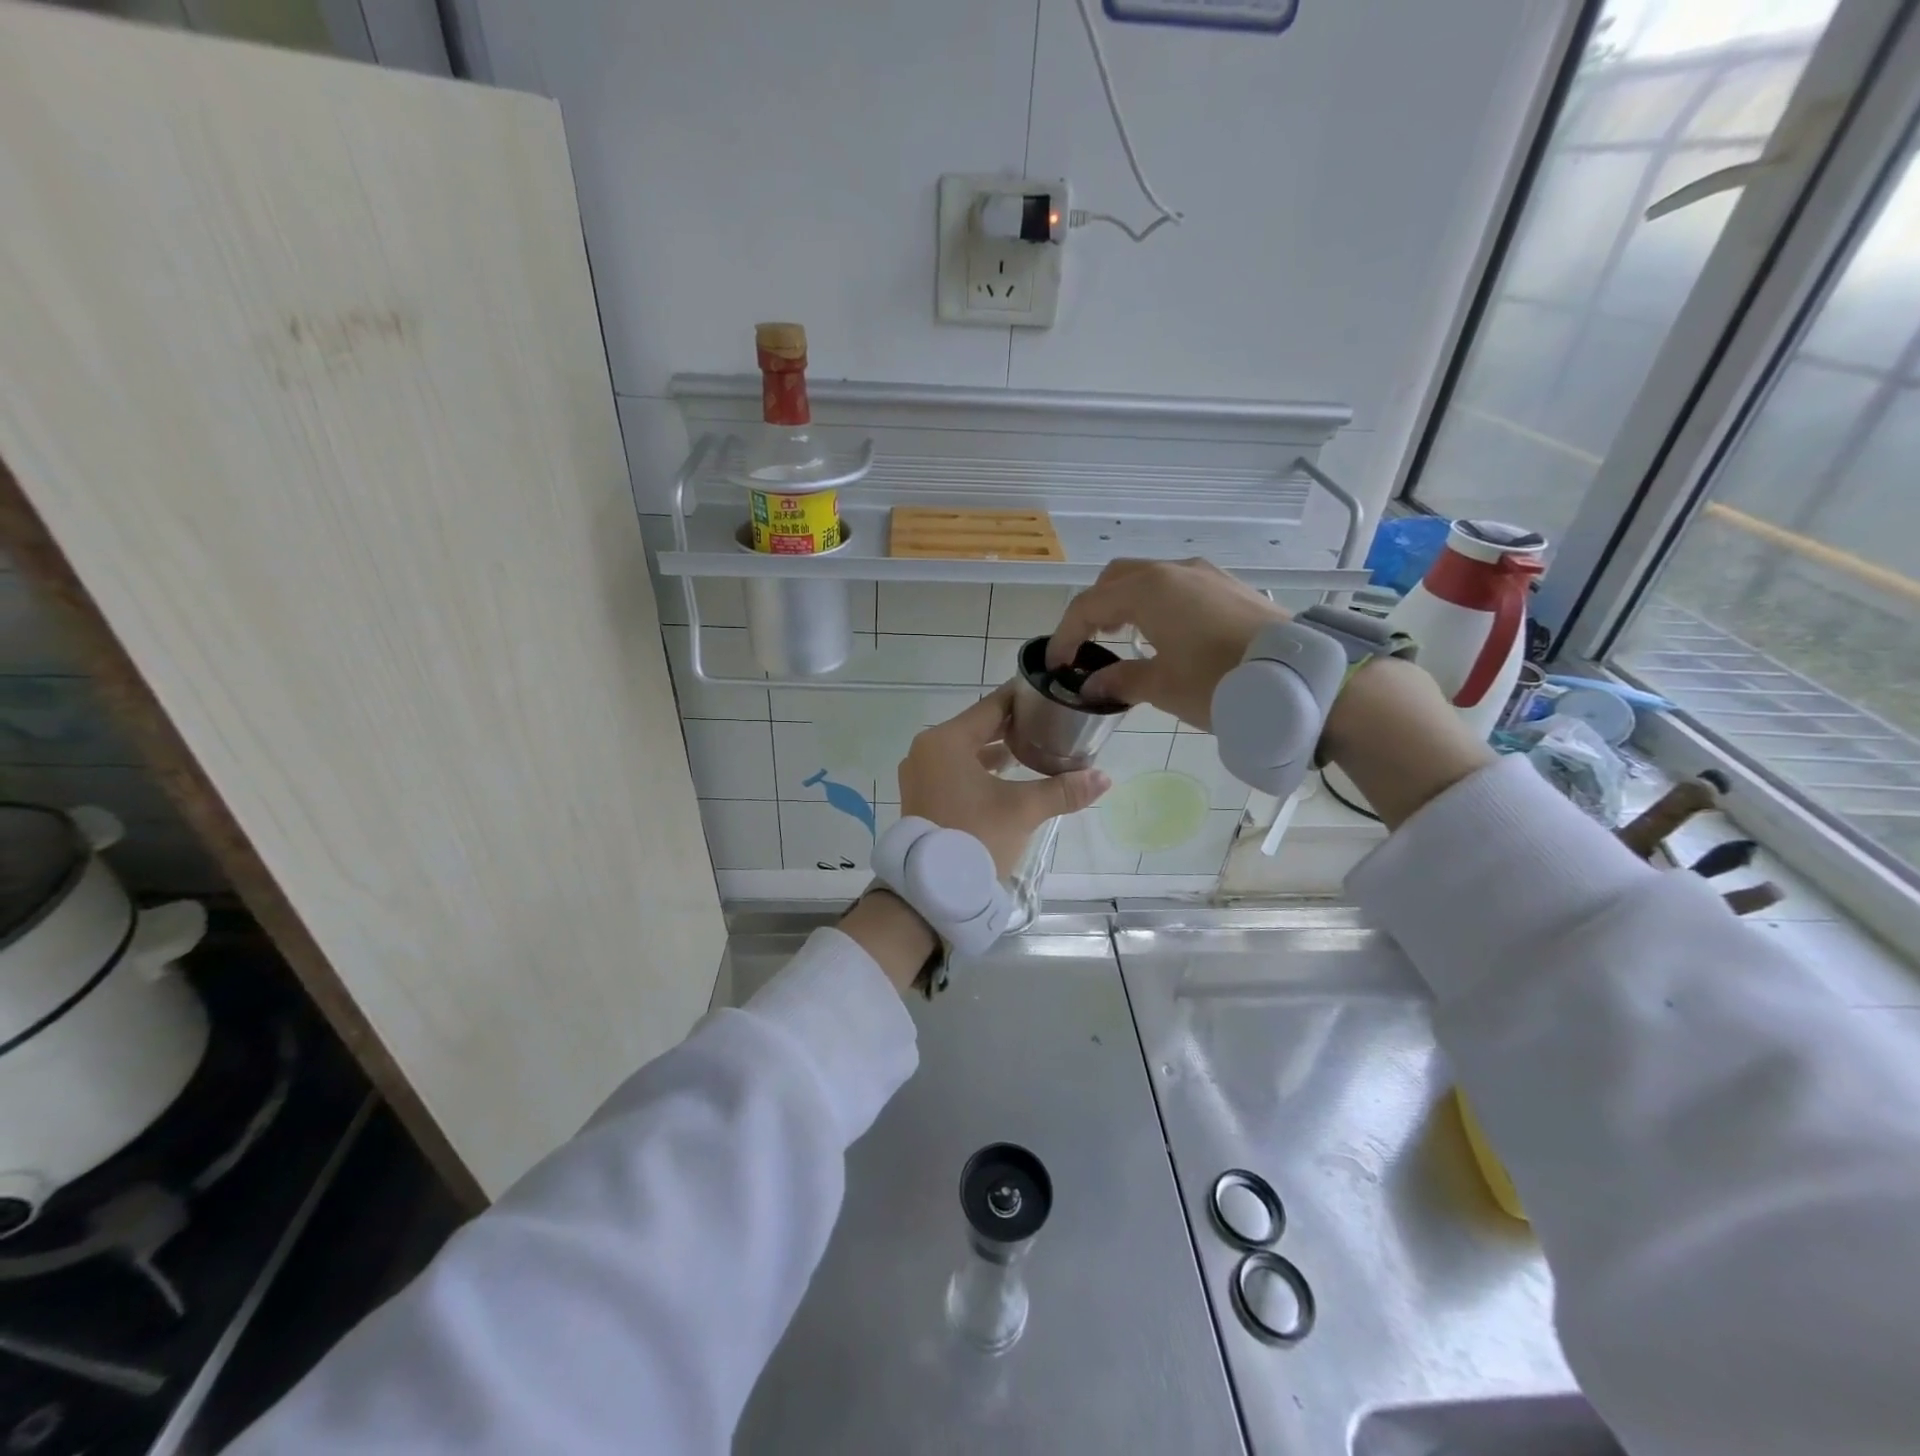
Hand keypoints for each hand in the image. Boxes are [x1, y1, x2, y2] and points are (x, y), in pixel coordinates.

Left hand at [896, 682, 1111, 876]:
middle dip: (1015, 727)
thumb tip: (1104, 778)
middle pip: (978, 727)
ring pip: (966, 750)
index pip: (992, 706)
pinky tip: (1008, 776)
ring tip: (1035, 749)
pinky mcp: (921, 796)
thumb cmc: (975, 838)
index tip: (1052, 695)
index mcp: (946, 741)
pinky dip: (980, 769)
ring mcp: (920, 774)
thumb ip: (1062, 790)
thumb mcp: (1023, 810)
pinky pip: (955, 770)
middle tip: (1051, 723)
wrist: (931, 891)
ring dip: (998, 750)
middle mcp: (927, 750)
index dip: (1024, 699)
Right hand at [1047, 559, 1286, 729]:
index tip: (1056, 665)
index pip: (1088, 605)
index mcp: (1148, 590)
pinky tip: (1164, 631)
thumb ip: (1120, 681)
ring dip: (1125, 602)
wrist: (1298, 678)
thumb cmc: (1219, 681)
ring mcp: (1205, 574)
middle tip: (1085, 644)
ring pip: (1148, 577)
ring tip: (1121, 635)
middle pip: (1115, 579)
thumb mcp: (1162, 687)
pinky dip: (1156, 602)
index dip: (1065, 635)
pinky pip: (1177, 584)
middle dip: (1092, 609)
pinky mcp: (1228, 585)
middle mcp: (1173, 570)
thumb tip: (1090, 687)